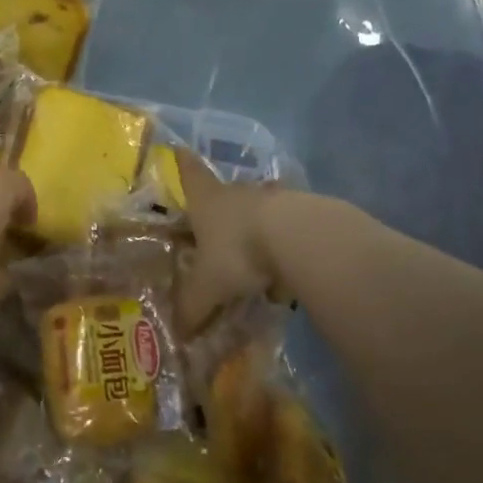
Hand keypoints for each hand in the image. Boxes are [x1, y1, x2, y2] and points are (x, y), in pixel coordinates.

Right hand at [176, 154, 287, 332]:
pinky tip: (285, 270)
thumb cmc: (239, 251)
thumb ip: (192, 308)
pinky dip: (283, 244)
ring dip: (254, 227)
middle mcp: (237, 192)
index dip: (183, 163)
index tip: (180, 148)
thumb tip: (178, 334)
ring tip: (253, 257)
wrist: (300, 237)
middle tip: (214, 230)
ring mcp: (273, 199)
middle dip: (219, 208)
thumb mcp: (208, 286)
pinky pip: (287, 228)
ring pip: (258, 209)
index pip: (190, 174)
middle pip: (224, 193)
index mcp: (207, 200)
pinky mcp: (305, 212)